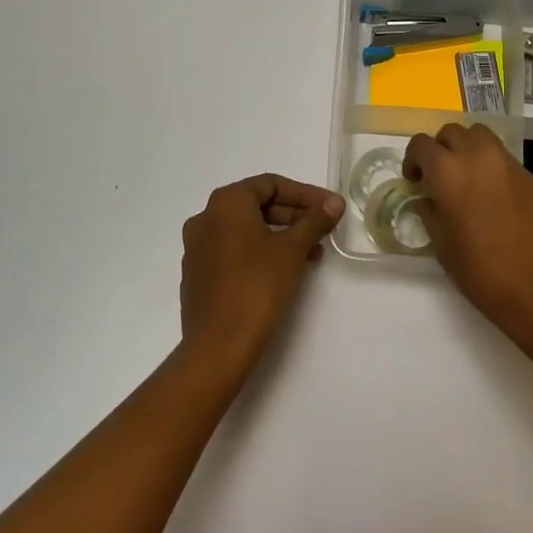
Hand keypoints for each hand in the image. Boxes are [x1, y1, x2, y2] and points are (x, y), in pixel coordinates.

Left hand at [179, 174, 342, 379]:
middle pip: (256, 205)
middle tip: (323, 230)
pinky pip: (233, 251)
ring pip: (246, 230)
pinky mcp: (198, 275)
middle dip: (294, 215)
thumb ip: (314, 221)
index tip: (330, 207)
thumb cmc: (257, 287)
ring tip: (311, 255)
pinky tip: (283, 271)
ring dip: (280, 236)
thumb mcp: (293, 250)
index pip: (270, 184)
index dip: (304, 194)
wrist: (218, 348)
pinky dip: (260, 252)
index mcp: (225, 203)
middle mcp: (205, 218)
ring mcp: (197, 248)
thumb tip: (335, 202)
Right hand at [404, 124, 532, 331]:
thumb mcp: (440, 242)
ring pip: (480, 136)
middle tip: (440, 176)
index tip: (415, 181)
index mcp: (447, 170)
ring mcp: (506, 162)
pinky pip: (502, 157)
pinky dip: (490, 165)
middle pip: (451, 132)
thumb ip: (429, 210)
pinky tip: (492, 194)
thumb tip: (427, 198)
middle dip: (441, 149)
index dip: (413, 160)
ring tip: (467, 177)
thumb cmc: (479, 268)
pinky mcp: (527, 174)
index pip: (421, 144)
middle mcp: (476, 155)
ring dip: (467, 148)